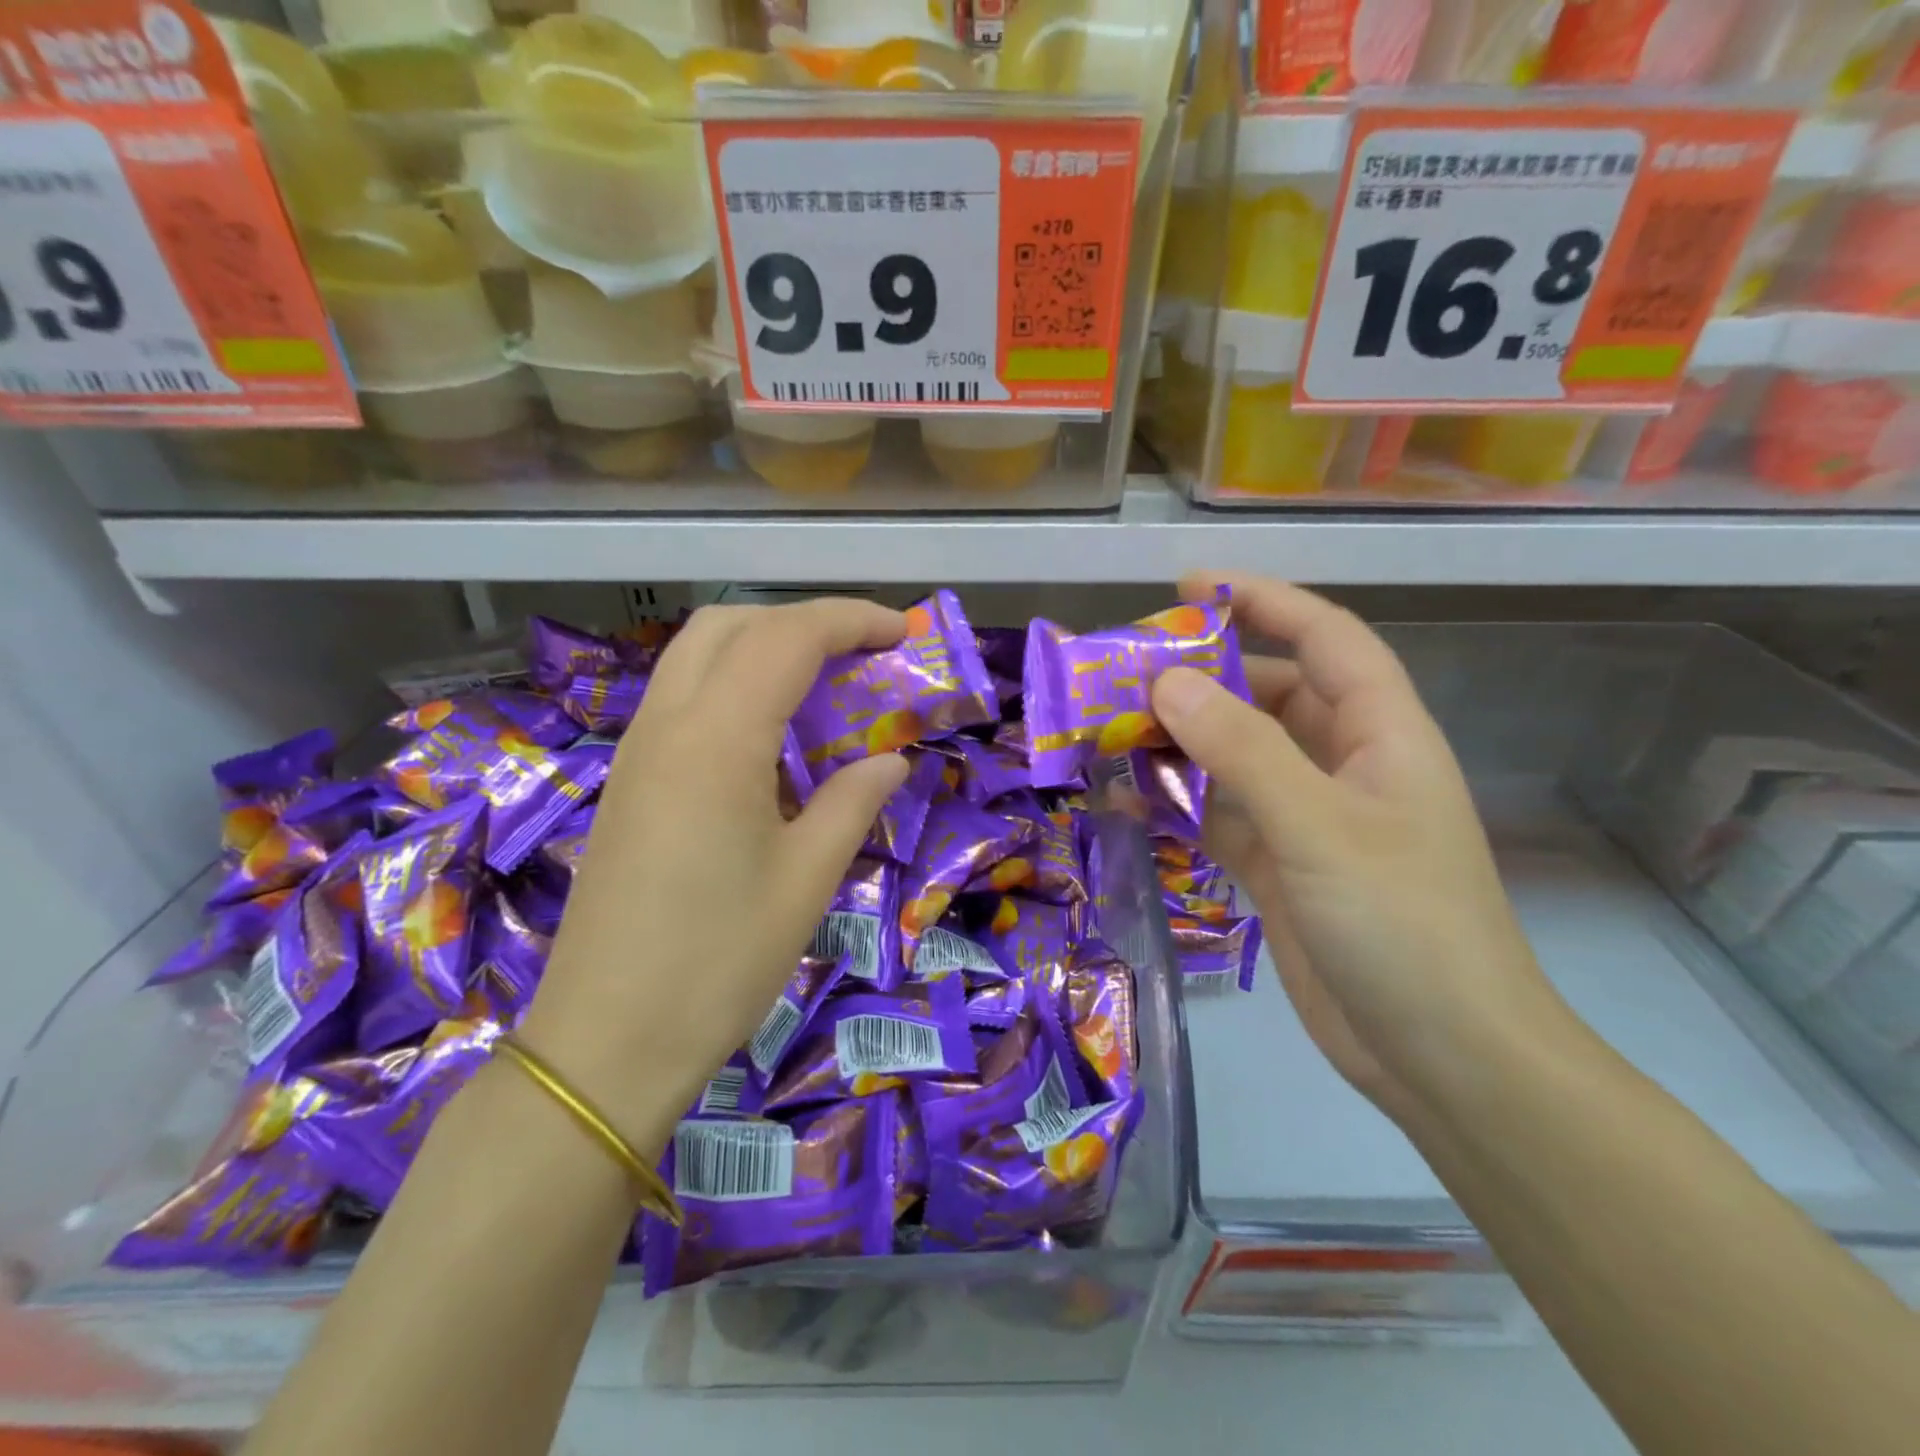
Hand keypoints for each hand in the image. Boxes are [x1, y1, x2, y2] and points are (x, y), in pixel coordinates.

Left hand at [519, 600, 910, 1153]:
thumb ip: (854, 801)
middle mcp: (667, 725)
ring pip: (698, 655)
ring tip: (822, 684)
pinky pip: (683, 697)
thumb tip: (891, 759)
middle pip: (731, 624)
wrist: (607, 1041)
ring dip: (764, 646)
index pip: (787, 638)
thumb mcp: (808, 880)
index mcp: (716, 741)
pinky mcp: (629, 782)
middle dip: (803, 620)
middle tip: (860, 655)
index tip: (901, 631)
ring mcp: (638, 751)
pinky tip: (770, 736)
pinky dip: (734, 684)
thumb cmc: (719, 962)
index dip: (850, 620)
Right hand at [1151, 573, 1570, 1122]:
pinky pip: (1219, 814)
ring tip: (1109, 733)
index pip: (1324, 638)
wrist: (1442, 1059)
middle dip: (1200, 678)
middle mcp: (1344, 766)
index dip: (1264, 600)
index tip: (1189, 586)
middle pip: (1267, 695)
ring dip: (1179, 743)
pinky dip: (1176, 803)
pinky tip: (1128, 801)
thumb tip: (1166, 681)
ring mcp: (1309, 819)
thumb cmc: (1402, 926)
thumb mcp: (1318, 826)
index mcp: (1379, 735)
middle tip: (1123, 674)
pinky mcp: (1279, 866)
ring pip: (1235, 756)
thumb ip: (1242, 749)